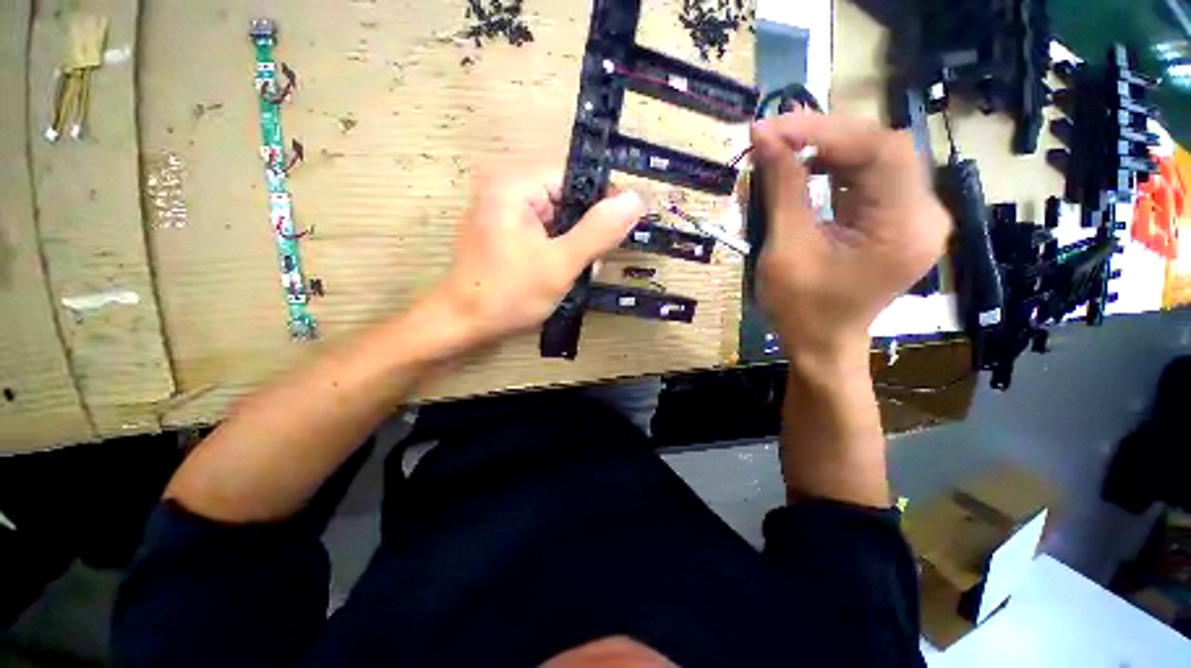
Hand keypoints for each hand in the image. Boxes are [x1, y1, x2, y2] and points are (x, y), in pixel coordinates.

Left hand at [429, 170, 644, 348]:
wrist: (461, 325)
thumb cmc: (508, 294)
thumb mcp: (560, 264)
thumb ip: (598, 231)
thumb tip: (636, 199)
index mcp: (515, 185)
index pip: (574, 175)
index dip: (603, 199)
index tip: (622, 230)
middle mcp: (507, 189)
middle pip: (566, 197)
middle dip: (587, 230)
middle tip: (594, 262)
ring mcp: (503, 213)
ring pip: (558, 218)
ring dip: (575, 244)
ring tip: (579, 273)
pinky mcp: (505, 234)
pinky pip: (543, 233)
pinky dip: (559, 251)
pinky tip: (562, 274)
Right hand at [750, 112, 950, 363]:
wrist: (822, 344)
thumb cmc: (801, 309)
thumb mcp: (785, 250)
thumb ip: (783, 189)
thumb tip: (765, 137)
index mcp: (903, 228)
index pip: (881, 151)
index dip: (826, 131)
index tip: (775, 128)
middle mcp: (923, 215)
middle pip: (884, 150)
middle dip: (826, 136)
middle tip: (776, 134)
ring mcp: (914, 217)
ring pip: (878, 159)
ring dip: (830, 148)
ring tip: (786, 148)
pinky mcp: (898, 221)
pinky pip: (872, 179)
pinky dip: (838, 167)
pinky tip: (809, 167)